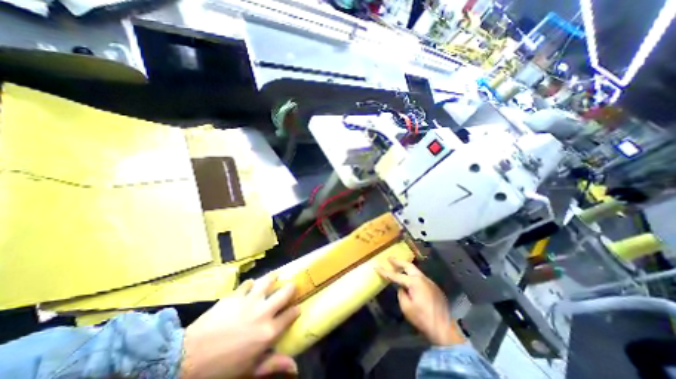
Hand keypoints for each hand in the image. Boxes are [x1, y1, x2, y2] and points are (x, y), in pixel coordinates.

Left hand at [182, 274, 299, 377]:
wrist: (187, 359)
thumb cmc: (222, 369)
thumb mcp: (250, 371)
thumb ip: (274, 364)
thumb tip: (295, 367)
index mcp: (269, 331)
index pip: (290, 315)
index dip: (296, 310)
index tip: (298, 308)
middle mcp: (264, 312)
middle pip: (285, 293)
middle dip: (291, 288)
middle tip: (291, 286)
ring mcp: (250, 300)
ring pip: (268, 281)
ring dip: (273, 278)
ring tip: (276, 275)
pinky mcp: (236, 295)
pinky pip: (247, 283)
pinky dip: (250, 283)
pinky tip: (251, 284)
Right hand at [375, 258, 464, 345]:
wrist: (445, 328)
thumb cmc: (422, 318)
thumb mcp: (406, 307)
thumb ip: (401, 294)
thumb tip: (401, 288)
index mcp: (414, 282)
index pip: (396, 276)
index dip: (385, 271)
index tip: (376, 267)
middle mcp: (422, 278)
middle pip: (408, 266)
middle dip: (398, 262)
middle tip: (390, 259)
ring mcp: (430, 282)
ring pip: (415, 271)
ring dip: (406, 268)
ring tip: (398, 267)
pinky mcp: (434, 287)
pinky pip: (421, 278)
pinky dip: (413, 275)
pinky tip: (410, 280)